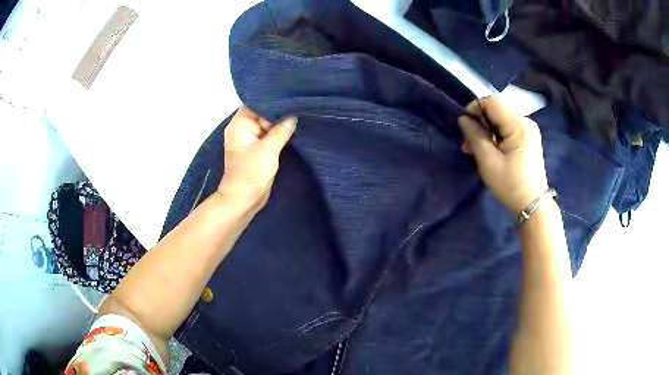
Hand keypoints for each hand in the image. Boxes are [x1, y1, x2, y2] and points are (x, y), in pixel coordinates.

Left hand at [218, 106, 296, 208]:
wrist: (244, 199)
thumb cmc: (251, 173)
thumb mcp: (268, 150)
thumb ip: (281, 131)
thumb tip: (294, 116)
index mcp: (239, 125)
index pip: (256, 104)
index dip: (272, 102)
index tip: (291, 100)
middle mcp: (243, 129)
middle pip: (263, 113)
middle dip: (279, 113)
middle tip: (299, 109)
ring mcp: (250, 140)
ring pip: (267, 125)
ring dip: (281, 125)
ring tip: (299, 119)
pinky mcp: (257, 149)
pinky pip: (269, 136)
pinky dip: (279, 135)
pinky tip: (293, 132)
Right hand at [458, 97, 548, 212]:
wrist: (532, 203)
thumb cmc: (510, 185)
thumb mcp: (488, 162)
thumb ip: (475, 136)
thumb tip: (463, 119)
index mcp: (518, 125)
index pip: (492, 102)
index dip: (475, 108)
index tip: (465, 126)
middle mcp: (526, 121)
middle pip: (496, 110)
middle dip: (480, 123)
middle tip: (469, 145)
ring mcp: (528, 129)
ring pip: (501, 119)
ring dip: (487, 130)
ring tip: (477, 150)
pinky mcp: (528, 137)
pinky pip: (508, 127)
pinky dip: (496, 135)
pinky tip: (491, 149)